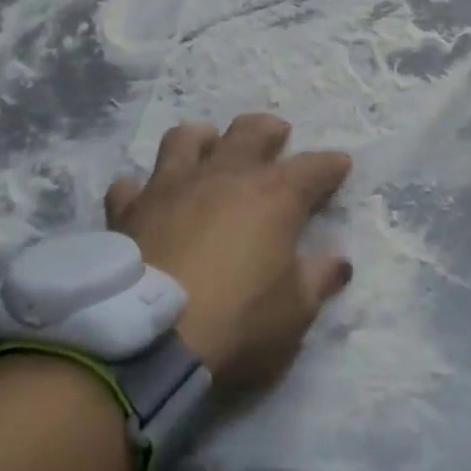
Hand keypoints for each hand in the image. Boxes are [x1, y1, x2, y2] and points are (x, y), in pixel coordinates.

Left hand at [105, 113, 352, 390]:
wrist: (149, 339)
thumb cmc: (238, 321)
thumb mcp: (296, 311)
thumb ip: (319, 279)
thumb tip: (339, 262)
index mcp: (274, 195)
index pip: (314, 167)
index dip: (331, 165)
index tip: (341, 165)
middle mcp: (224, 176)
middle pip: (250, 131)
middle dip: (269, 130)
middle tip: (276, 136)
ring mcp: (172, 187)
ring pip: (186, 139)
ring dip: (202, 140)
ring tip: (209, 149)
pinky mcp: (129, 211)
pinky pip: (131, 185)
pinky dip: (142, 188)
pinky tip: (147, 199)